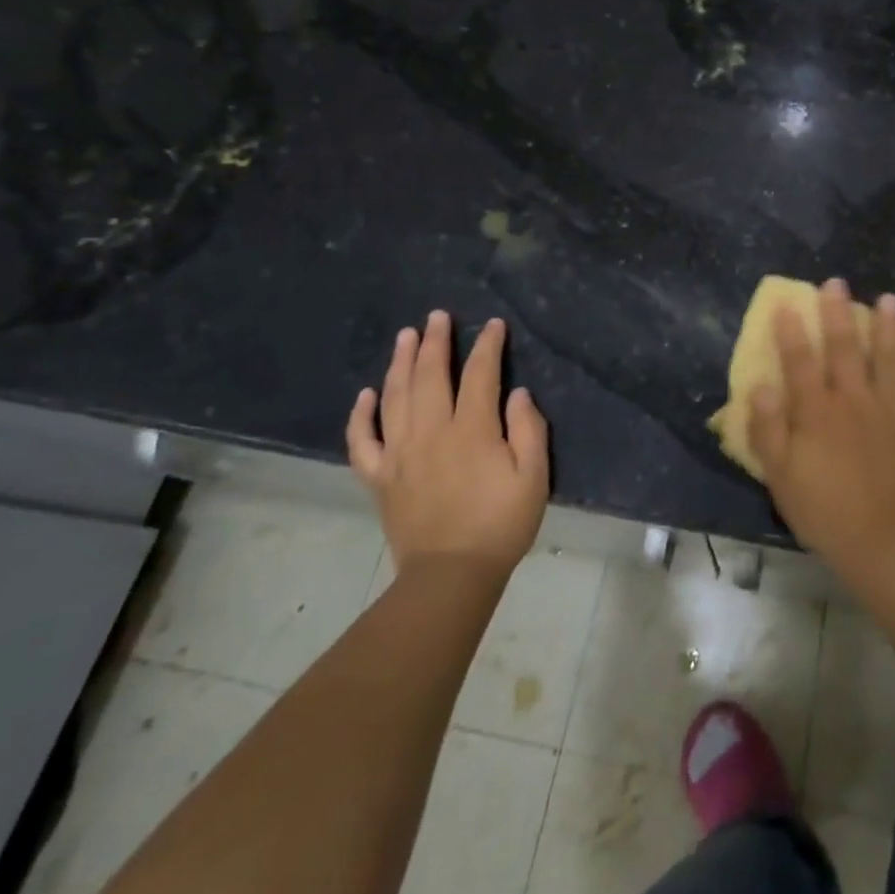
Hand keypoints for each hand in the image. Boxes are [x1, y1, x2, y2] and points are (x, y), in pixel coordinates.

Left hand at [347, 311, 548, 572]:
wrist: (450, 577)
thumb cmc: (501, 525)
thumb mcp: (534, 478)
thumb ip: (528, 431)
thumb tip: (517, 393)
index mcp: (472, 431)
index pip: (480, 375)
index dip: (487, 346)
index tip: (493, 325)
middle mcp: (431, 433)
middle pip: (430, 376)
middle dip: (436, 342)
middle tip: (438, 316)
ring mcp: (400, 454)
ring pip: (395, 397)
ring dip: (400, 363)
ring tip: (405, 336)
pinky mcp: (380, 478)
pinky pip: (363, 441)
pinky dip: (360, 415)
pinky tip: (365, 395)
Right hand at [749, 279, 894, 580]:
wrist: (885, 543)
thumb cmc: (825, 511)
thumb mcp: (781, 476)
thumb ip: (768, 428)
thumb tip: (759, 385)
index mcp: (818, 411)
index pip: (800, 361)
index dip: (792, 331)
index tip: (788, 303)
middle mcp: (855, 400)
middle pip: (846, 348)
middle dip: (839, 313)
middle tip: (837, 283)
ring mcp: (893, 410)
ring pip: (891, 359)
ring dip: (889, 327)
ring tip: (890, 300)